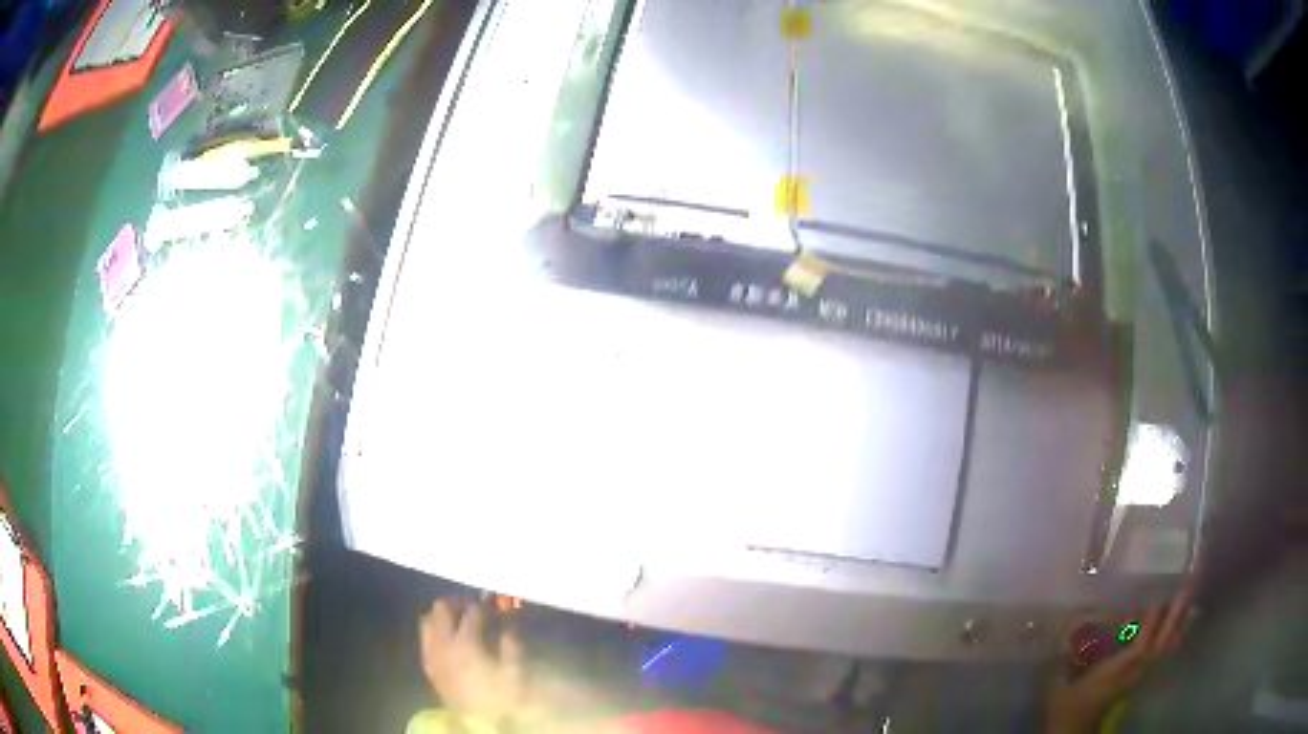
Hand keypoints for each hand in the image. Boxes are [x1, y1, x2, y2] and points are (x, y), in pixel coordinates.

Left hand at [418, 599, 525, 719]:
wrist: (481, 722)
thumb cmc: (502, 696)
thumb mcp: (516, 671)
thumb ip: (512, 643)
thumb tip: (510, 625)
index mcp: (465, 642)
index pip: (472, 613)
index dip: (484, 608)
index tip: (493, 608)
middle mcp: (442, 644)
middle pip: (441, 610)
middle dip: (456, 604)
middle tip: (471, 607)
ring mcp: (431, 655)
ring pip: (426, 622)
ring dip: (440, 617)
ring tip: (456, 621)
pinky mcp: (429, 668)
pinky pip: (425, 641)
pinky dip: (433, 634)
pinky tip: (447, 640)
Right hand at [1044, 582, 1192, 733]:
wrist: (1072, 724)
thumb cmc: (1067, 699)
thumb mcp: (1061, 677)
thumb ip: (1068, 652)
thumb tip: (1071, 623)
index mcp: (1114, 672)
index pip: (1140, 648)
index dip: (1150, 624)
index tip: (1157, 596)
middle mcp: (1133, 671)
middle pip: (1161, 643)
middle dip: (1174, 616)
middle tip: (1187, 583)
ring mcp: (1139, 672)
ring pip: (1166, 646)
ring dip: (1179, 621)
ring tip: (1188, 593)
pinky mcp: (1141, 672)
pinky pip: (1164, 650)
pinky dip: (1175, 633)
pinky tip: (1181, 619)